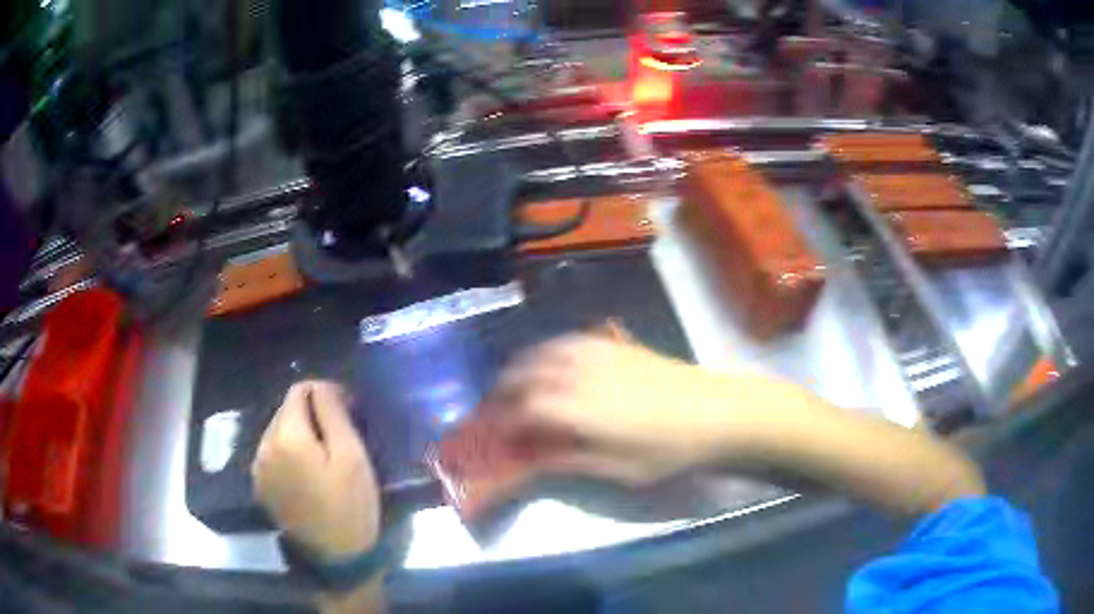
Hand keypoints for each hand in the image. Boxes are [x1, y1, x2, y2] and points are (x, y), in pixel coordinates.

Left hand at [252, 381, 380, 559]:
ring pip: (278, 431)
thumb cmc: (350, 505)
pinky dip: (289, 453)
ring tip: (324, 457)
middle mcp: (264, 445)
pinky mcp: (260, 486)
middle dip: (311, 413)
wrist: (336, 558)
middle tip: (339, 436)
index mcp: (287, 435)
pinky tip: (307, 474)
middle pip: (286, 410)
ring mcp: (258, 467)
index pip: (299, 390)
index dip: (325, 393)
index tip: (347, 411)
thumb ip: (332, 412)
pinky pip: (272, 453)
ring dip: (299, 433)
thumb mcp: (351, 455)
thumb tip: (320, 384)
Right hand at [492, 334, 751, 484]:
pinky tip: (550, 362)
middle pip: (524, 375)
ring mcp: (596, 353)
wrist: (715, 411)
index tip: (496, 435)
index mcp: (577, 409)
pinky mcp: (613, 343)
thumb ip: (570, 461)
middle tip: (497, 411)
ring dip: (520, 368)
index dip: (503, 422)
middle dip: (503, 392)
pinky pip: (566, 339)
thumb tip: (533, 458)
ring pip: (541, 352)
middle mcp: (578, 373)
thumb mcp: (619, 469)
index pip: (522, 409)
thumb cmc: (669, 449)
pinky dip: (546, 350)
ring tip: (515, 386)